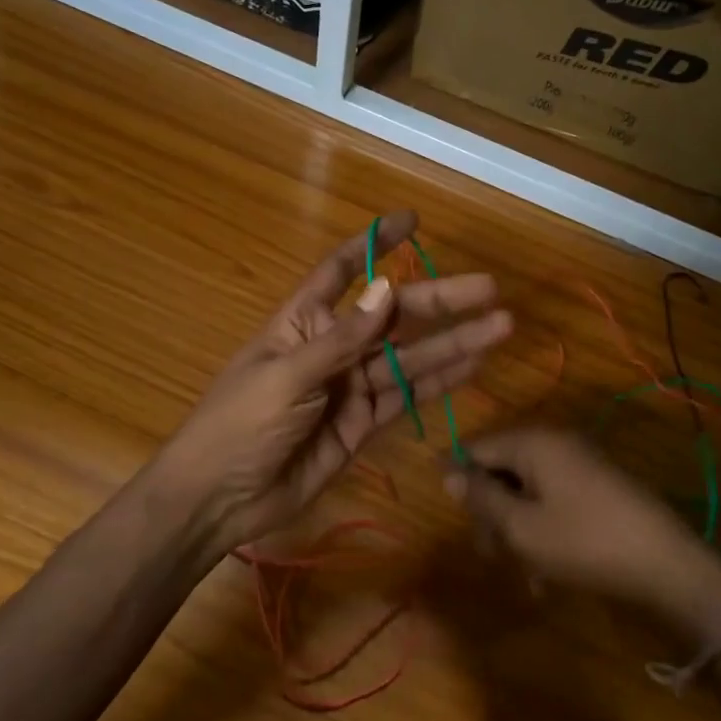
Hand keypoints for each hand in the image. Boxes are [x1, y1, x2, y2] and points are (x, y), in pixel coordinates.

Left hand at [153, 211, 511, 557]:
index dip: (375, 244)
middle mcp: (334, 346)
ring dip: (454, 342)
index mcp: (304, 321)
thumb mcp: (287, 375)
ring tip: (501, 326)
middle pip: (394, 315)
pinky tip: (473, 365)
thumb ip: (343, 339)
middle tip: (490, 289)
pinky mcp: (363, 424)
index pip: (342, 270)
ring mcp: (351, 386)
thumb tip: (388, 288)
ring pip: (410, 357)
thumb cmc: (239, 423)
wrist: (219, 498)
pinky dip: (440, 382)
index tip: (411, 222)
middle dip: (440, 301)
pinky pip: (407, 397)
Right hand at [443, 428, 720, 641]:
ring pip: (528, 490)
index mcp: (533, 442)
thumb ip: (481, 497)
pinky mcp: (599, 486)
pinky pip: (555, 500)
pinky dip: (544, 529)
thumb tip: (447, 473)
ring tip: (525, 573)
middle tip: (490, 555)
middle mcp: (556, 443)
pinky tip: (548, 573)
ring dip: (518, 528)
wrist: (667, 565)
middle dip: (491, 511)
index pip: (476, 448)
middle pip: (502, 469)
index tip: (454, 519)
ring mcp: (581, 463)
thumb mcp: (521, 526)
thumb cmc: (584, 543)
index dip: (458, 480)